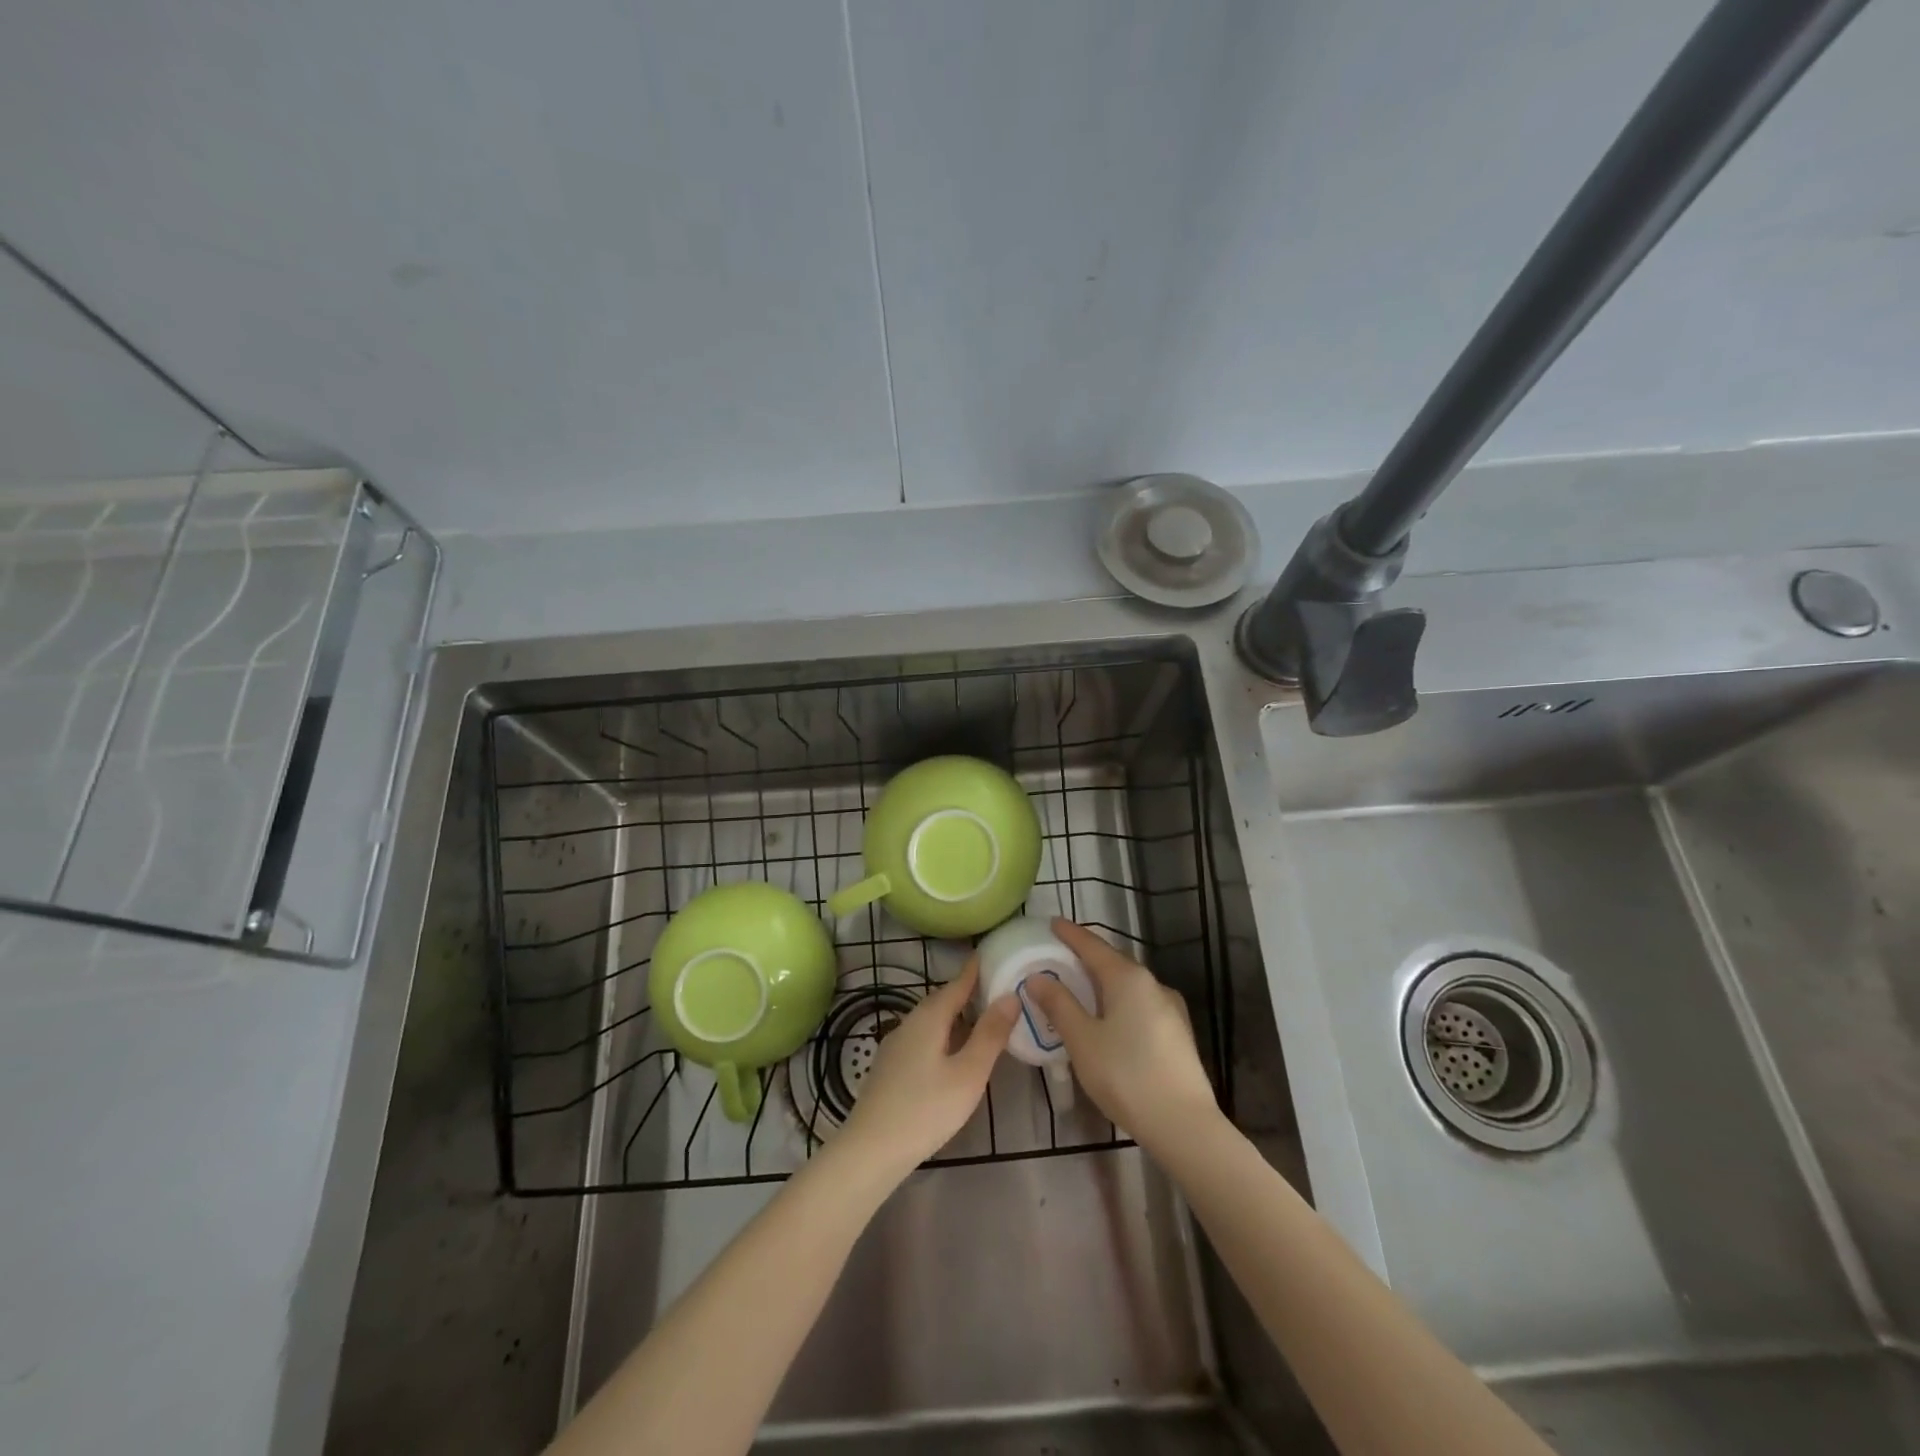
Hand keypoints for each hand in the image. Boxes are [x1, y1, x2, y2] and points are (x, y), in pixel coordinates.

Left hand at [839, 959, 1018, 1176]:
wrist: (871, 1149)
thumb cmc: (926, 1109)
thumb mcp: (969, 1073)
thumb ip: (990, 1034)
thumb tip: (1010, 995)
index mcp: (929, 1017)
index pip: (957, 983)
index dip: (975, 970)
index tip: (992, 953)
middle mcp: (910, 1022)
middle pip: (942, 1000)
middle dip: (967, 992)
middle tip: (995, 987)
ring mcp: (896, 1045)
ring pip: (931, 1020)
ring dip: (955, 1015)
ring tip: (980, 1019)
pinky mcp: (890, 1067)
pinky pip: (922, 1037)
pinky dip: (943, 1034)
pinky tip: (952, 1052)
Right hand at [1024, 918, 1218, 1149]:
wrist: (1184, 1125)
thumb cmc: (1126, 1076)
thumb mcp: (1082, 1040)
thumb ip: (1059, 1005)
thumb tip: (1037, 977)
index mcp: (1128, 978)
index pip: (1093, 945)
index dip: (1070, 934)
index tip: (1052, 923)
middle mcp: (1153, 984)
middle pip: (1113, 962)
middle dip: (1086, 958)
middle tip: (1060, 957)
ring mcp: (1170, 1009)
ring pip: (1128, 985)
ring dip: (1103, 983)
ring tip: (1080, 989)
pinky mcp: (1177, 1033)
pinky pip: (1140, 1005)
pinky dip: (1118, 1002)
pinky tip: (1108, 1020)